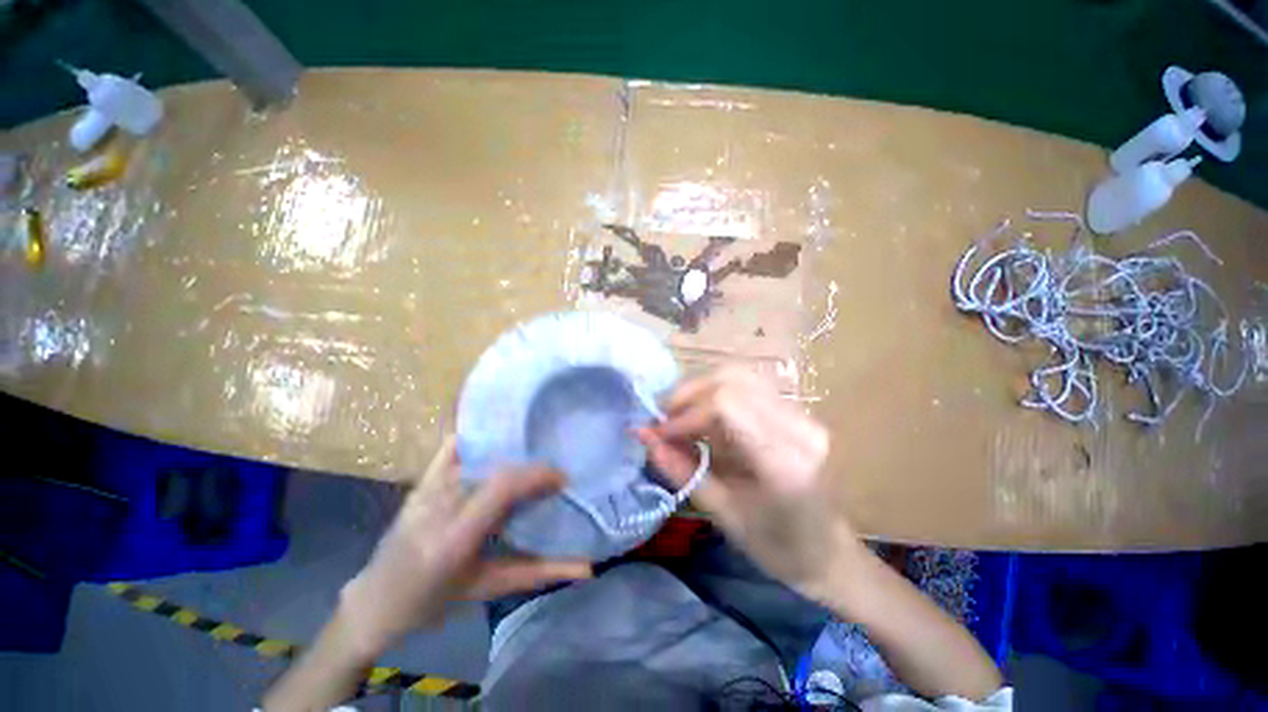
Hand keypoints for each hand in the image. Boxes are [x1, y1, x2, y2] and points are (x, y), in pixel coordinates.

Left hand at [339, 435, 591, 656]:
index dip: (537, 474)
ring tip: (532, 453)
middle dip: (529, 463)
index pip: (502, 488)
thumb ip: (538, 573)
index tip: (562, 477)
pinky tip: (497, 442)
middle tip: (550, 469)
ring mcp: (425, 489)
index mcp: (455, 538)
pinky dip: (478, 439)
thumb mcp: (487, 589)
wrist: (373, 603)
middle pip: (493, 466)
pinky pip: (452, 448)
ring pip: (476, 452)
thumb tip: (586, 567)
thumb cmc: (431, 604)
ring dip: (509, 450)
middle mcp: (438, 505)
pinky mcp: (419, 482)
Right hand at [638, 367, 853, 600]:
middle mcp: (799, 428)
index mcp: (784, 462)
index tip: (661, 433)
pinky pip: (749, 387)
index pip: (727, 404)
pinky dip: (717, 395)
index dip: (686, 413)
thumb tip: (645, 437)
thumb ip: (681, 470)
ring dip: (701, 391)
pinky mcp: (798, 413)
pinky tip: (705, 419)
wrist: (828, 553)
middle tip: (665, 420)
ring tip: (681, 417)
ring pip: (740, 376)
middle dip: (689, 394)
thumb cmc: (775, 547)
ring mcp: (803, 416)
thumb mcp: (721, 514)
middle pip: (732, 380)